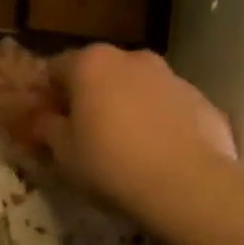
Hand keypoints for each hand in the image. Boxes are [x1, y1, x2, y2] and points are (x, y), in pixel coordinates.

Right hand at [32, 44, 236, 216]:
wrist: (189, 186)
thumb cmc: (111, 164)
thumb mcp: (63, 153)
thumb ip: (46, 128)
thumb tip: (41, 119)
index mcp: (91, 63)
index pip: (55, 69)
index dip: (47, 96)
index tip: (46, 122)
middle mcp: (131, 58)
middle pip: (100, 73)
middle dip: (89, 97)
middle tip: (83, 134)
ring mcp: (172, 76)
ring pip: (137, 87)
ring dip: (126, 107)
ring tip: (125, 147)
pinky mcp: (202, 100)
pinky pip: (168, 107)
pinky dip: (159, 122)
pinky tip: (159, 155)